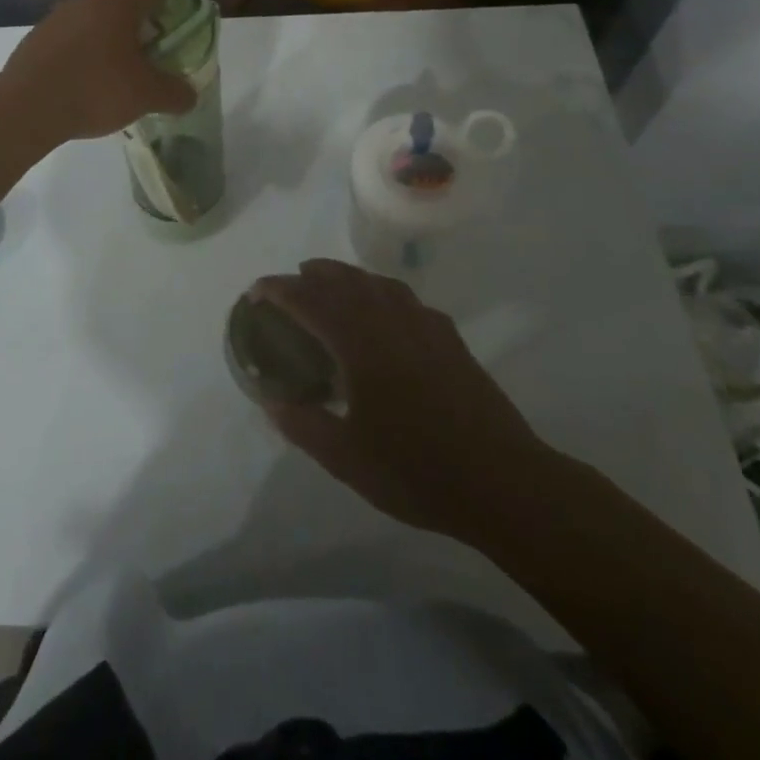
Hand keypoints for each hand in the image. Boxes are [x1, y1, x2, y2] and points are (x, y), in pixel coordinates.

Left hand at [0, 0, 199, 143]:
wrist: (26, 107)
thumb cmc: (94, 90)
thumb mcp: (146, 97)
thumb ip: (174, 93)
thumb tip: (188, 95)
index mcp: (120, 3)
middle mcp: (88, 0)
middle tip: (144, 26)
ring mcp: (57, 17)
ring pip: (87, 7)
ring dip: (103, 23)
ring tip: (114, 58)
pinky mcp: (36, 38)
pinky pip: (66, 31)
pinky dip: (81, 44)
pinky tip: (85, 74)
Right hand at [250, 259, 555, 539]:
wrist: (503, 483)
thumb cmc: (417, 470)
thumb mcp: (346, 459)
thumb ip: (303, 425)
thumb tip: (272, 403)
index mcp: (360, 343)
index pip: (310, 300)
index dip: (279, 291)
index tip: (256, 293)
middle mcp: (390, 321)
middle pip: (344, 280)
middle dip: (311, 276)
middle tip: (288, 285)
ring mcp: (425, 326)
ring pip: (378, 283)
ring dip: (347, 278)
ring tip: (330, 287)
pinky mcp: (450, 339)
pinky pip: (406, 299)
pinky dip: (382, 293)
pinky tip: (384, 314)